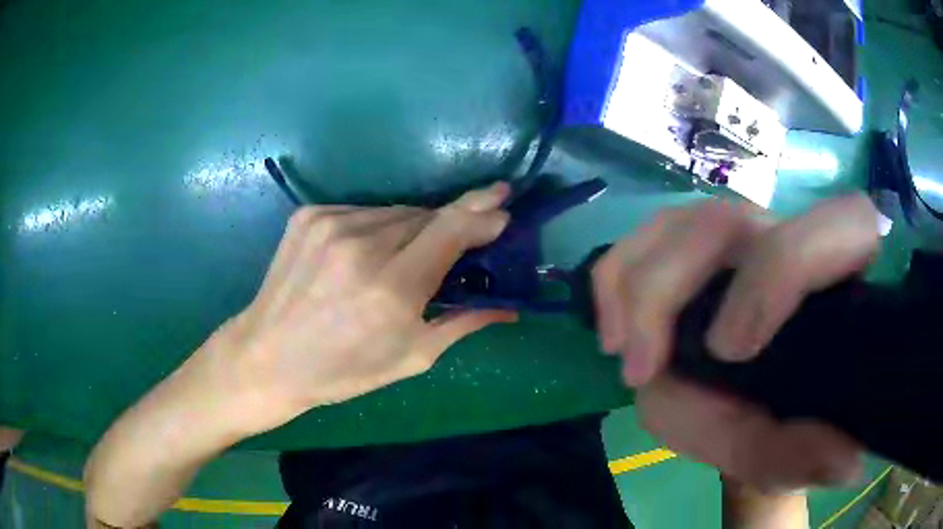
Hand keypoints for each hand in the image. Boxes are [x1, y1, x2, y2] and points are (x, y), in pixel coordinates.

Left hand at [189, 182, 516, 433]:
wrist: (267, 357)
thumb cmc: (342, 371)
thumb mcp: (411, 358)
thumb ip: (463, 322)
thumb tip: (509, 306)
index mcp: (391, 287)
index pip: (452, 228)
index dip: (482, 212)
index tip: (504, 204)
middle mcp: (361, 245)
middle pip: (426, 215)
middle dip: (450, 225)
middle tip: (461, 242)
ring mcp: (330, 223)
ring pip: (395, 212)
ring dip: (412, 228)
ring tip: (404, 258)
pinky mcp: (309, 215)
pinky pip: (363, 212)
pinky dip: (377, 228)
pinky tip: (367, 255)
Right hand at [592, 195, 879, 490]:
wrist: (767, 410)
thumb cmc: (791, 425)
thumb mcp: (800, 451)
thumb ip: (813, 455)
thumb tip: (844, 463)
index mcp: (841, 275)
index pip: (839, 225)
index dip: (783, 269)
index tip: (729, 350)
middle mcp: (790, 238)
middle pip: (723, 221)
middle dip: (670, 293)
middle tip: (643, 371)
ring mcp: (740, 236)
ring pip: (678, 224)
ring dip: (636, 289)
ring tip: (624, 355)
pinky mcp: (698, 247)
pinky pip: (645, 239)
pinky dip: (617, 277)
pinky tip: (613, 326)